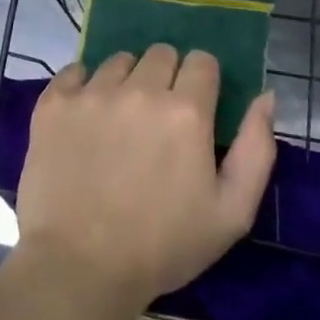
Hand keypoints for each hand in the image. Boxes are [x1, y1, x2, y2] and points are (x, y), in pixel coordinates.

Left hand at [14, 45, 275, 312]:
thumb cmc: (163, 245)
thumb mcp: (232, 212)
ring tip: (120, 118)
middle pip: (161, 53)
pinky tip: (85, 114)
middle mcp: (139, 90)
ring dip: (126, 80)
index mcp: (186, 111)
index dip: (203, 80)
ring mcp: (92, 93)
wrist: (81, 265)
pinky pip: (74, 70)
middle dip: (167, 76)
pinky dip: (83, 85)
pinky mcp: (54, 103)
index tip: (196, 106)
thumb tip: (265, 96)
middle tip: (158, 116)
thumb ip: (256, 148)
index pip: (202, 61)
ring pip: (118, 60)